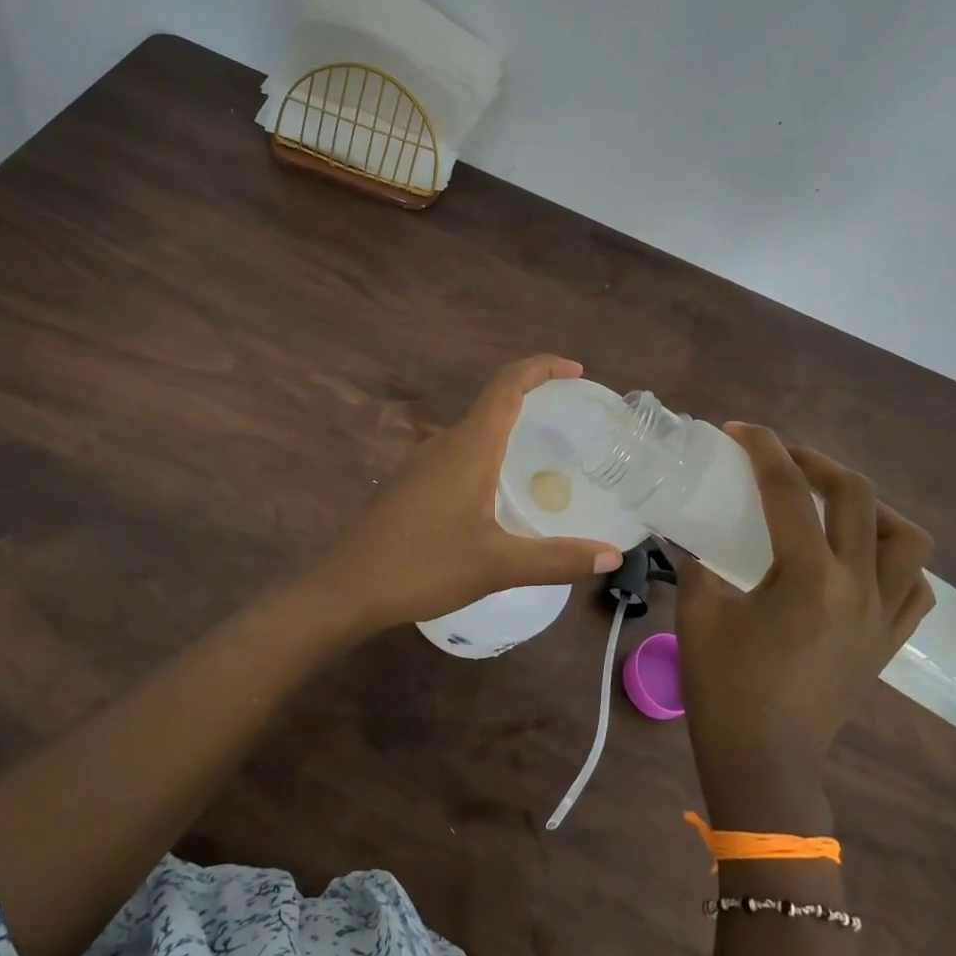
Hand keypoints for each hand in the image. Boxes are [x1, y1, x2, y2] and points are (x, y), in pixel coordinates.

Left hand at [308, 355, 624, 636]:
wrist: (344, 589)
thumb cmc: (422, 566)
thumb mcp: (497, 565)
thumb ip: (557, 559)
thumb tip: (612, 555)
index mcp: (469, 446)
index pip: (508, 384)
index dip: (542, 367)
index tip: (575, 371)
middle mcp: (444, 443)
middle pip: (493, 403)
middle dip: (533, 401)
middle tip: (571, 424)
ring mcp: (420, 463)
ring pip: (473, 433)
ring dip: (508, 433)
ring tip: (543, 461)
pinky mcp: (408, 484)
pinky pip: (456, 456)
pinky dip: (486, 458)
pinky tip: (496, 497)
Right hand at [677, 425, 934, 822]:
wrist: (764, 763)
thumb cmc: (724, 690)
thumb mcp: (697, 614)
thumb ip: (697, 563)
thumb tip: (692, 535)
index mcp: (808, 577)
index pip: (788, 491)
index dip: (762, 449)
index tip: (739, 430)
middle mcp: (857, 587)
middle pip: (858, 497)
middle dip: (818, 463)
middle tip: (783, 460)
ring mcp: (881, 616)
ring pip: (907, 539)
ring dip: (871, 508)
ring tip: (832, 507)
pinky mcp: (888, 643)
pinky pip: (915, 588)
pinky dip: (895, 561)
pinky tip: (862, 561)